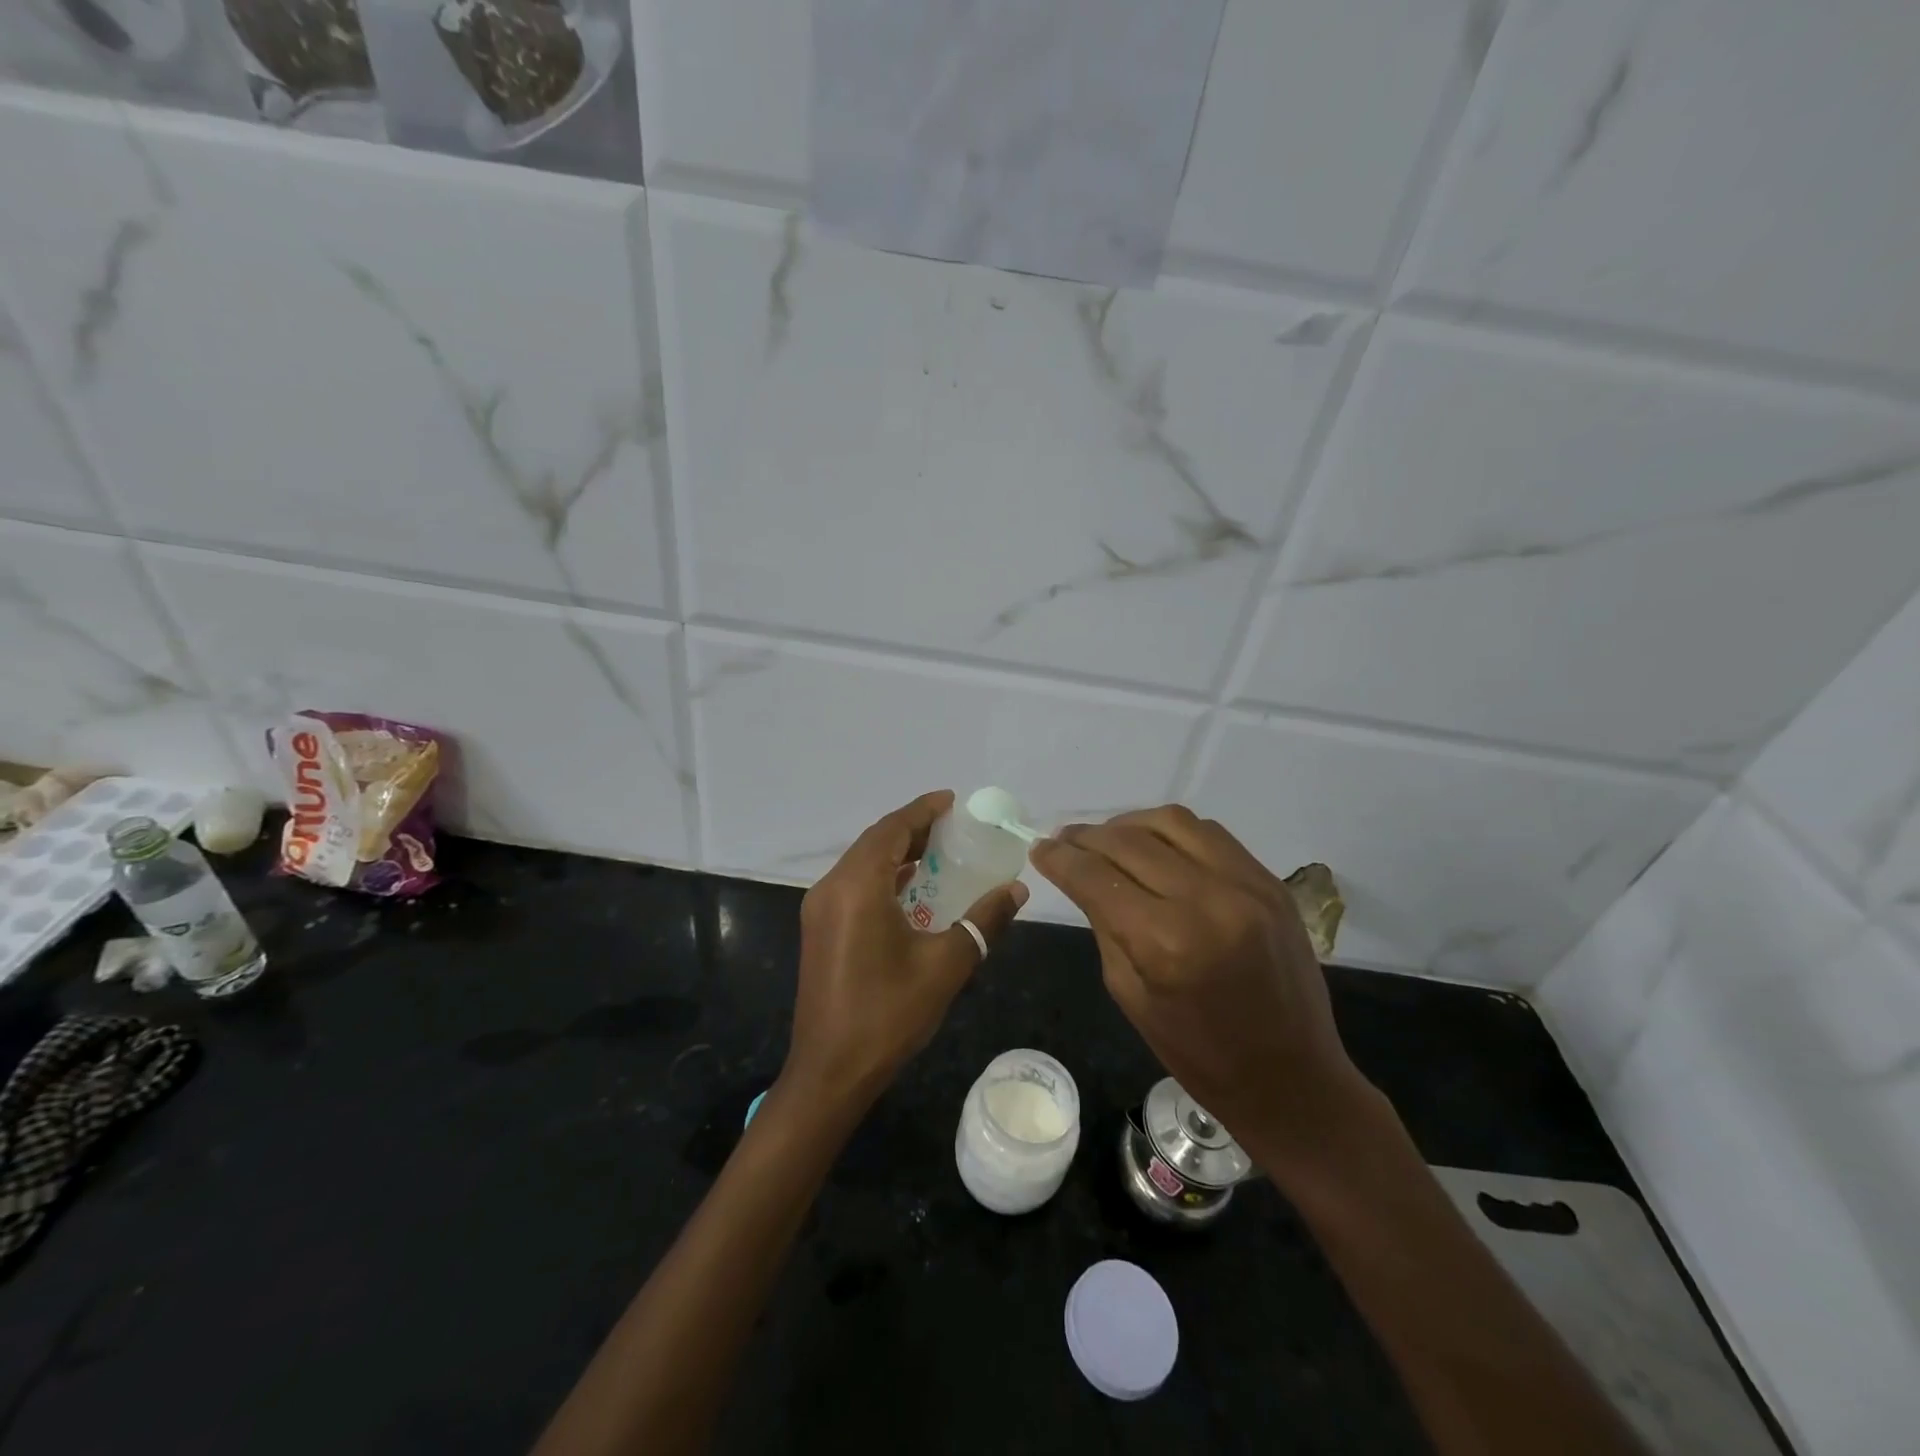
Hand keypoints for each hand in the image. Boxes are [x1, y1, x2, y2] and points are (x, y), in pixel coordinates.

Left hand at [783, 790, 1027, 1111]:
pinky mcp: (818, 930)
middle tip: (951, 827)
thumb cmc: (888, 1014)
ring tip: (935, 852)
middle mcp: (832, 888)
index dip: (922, 811)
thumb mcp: (946, 965)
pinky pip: (852, 885)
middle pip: (874, 842)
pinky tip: (908, 889)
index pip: (891, 830)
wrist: (830, 1072)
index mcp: (857, 886)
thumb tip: (1017, 890)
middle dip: (911, 829)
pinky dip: (881, 876)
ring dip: (895, 852)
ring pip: (860, 863)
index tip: (951, 801)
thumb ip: (984, 921)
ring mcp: (819, 910)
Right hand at [1030, 806, 1375, 1181]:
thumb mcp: (1129, 994)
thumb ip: (1105, 925)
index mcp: (1166, 942)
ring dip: (1129, 824)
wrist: (1291, 1076)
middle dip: (1087, 837)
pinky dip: (1172, 832)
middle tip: (1064, 841)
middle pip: (1129, 841)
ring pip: (1171, 822)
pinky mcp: (1270, 881)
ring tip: (1108, 839)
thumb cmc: (1198, 1053)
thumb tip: (1084, 877)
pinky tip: (1156, 847)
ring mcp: (1246, 884)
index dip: (1060, 859)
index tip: (1039, 850)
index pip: (1096, 877)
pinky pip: (1210, 834)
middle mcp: (1207, 900)